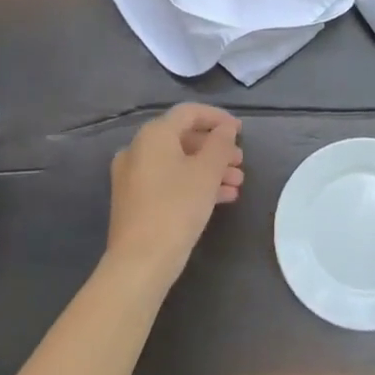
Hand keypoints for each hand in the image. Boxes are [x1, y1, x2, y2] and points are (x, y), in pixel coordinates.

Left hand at [106, 103, 244, 289]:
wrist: (140, 262)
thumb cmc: (177, 208)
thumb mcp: (207, 172)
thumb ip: (220, 144)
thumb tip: (226, 129)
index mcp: (153, 134)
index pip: (189, 113)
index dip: (218, 118)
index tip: (241, 131)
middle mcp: (138, 149)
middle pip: (183, 138)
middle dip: (216, 149)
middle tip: (240, 162)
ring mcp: (132, 176)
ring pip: (178, 162)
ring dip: (209, 168)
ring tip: (237, 184)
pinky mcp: (134, 200)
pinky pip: (168, 180)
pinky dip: (193, 183)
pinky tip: (221, 198)